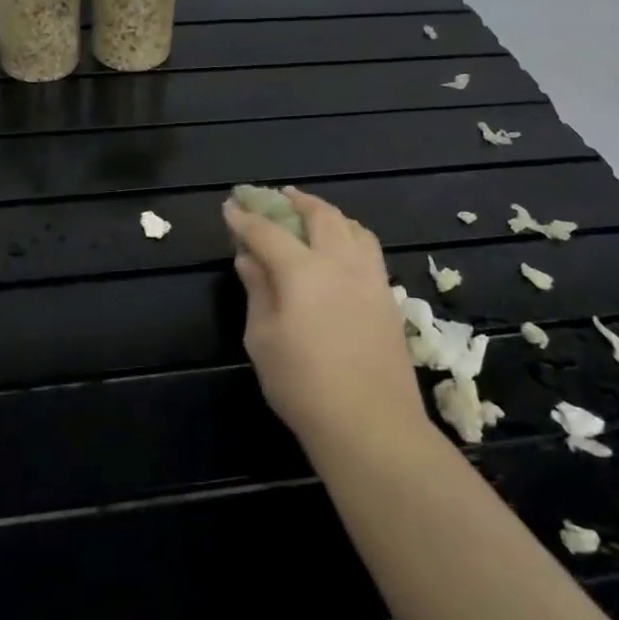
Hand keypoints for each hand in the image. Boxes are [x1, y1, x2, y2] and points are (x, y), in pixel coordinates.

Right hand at [222, 187, 422, 453]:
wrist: (370, 423)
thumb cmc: (302, 383)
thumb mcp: (263, 338)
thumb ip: (257, 290)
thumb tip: (249, 258)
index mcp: (302, 270)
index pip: (267, 232)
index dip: (245, 218)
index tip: (230, 207)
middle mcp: (340, 262)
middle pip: (319, 215)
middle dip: (295, 201)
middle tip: (277, 197)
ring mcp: (370, 277)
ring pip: (352, 227)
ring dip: (328, 213)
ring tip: (313, 215)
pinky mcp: (388, 297)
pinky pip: (368, 249)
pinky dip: (350, 235)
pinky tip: (341, 249)